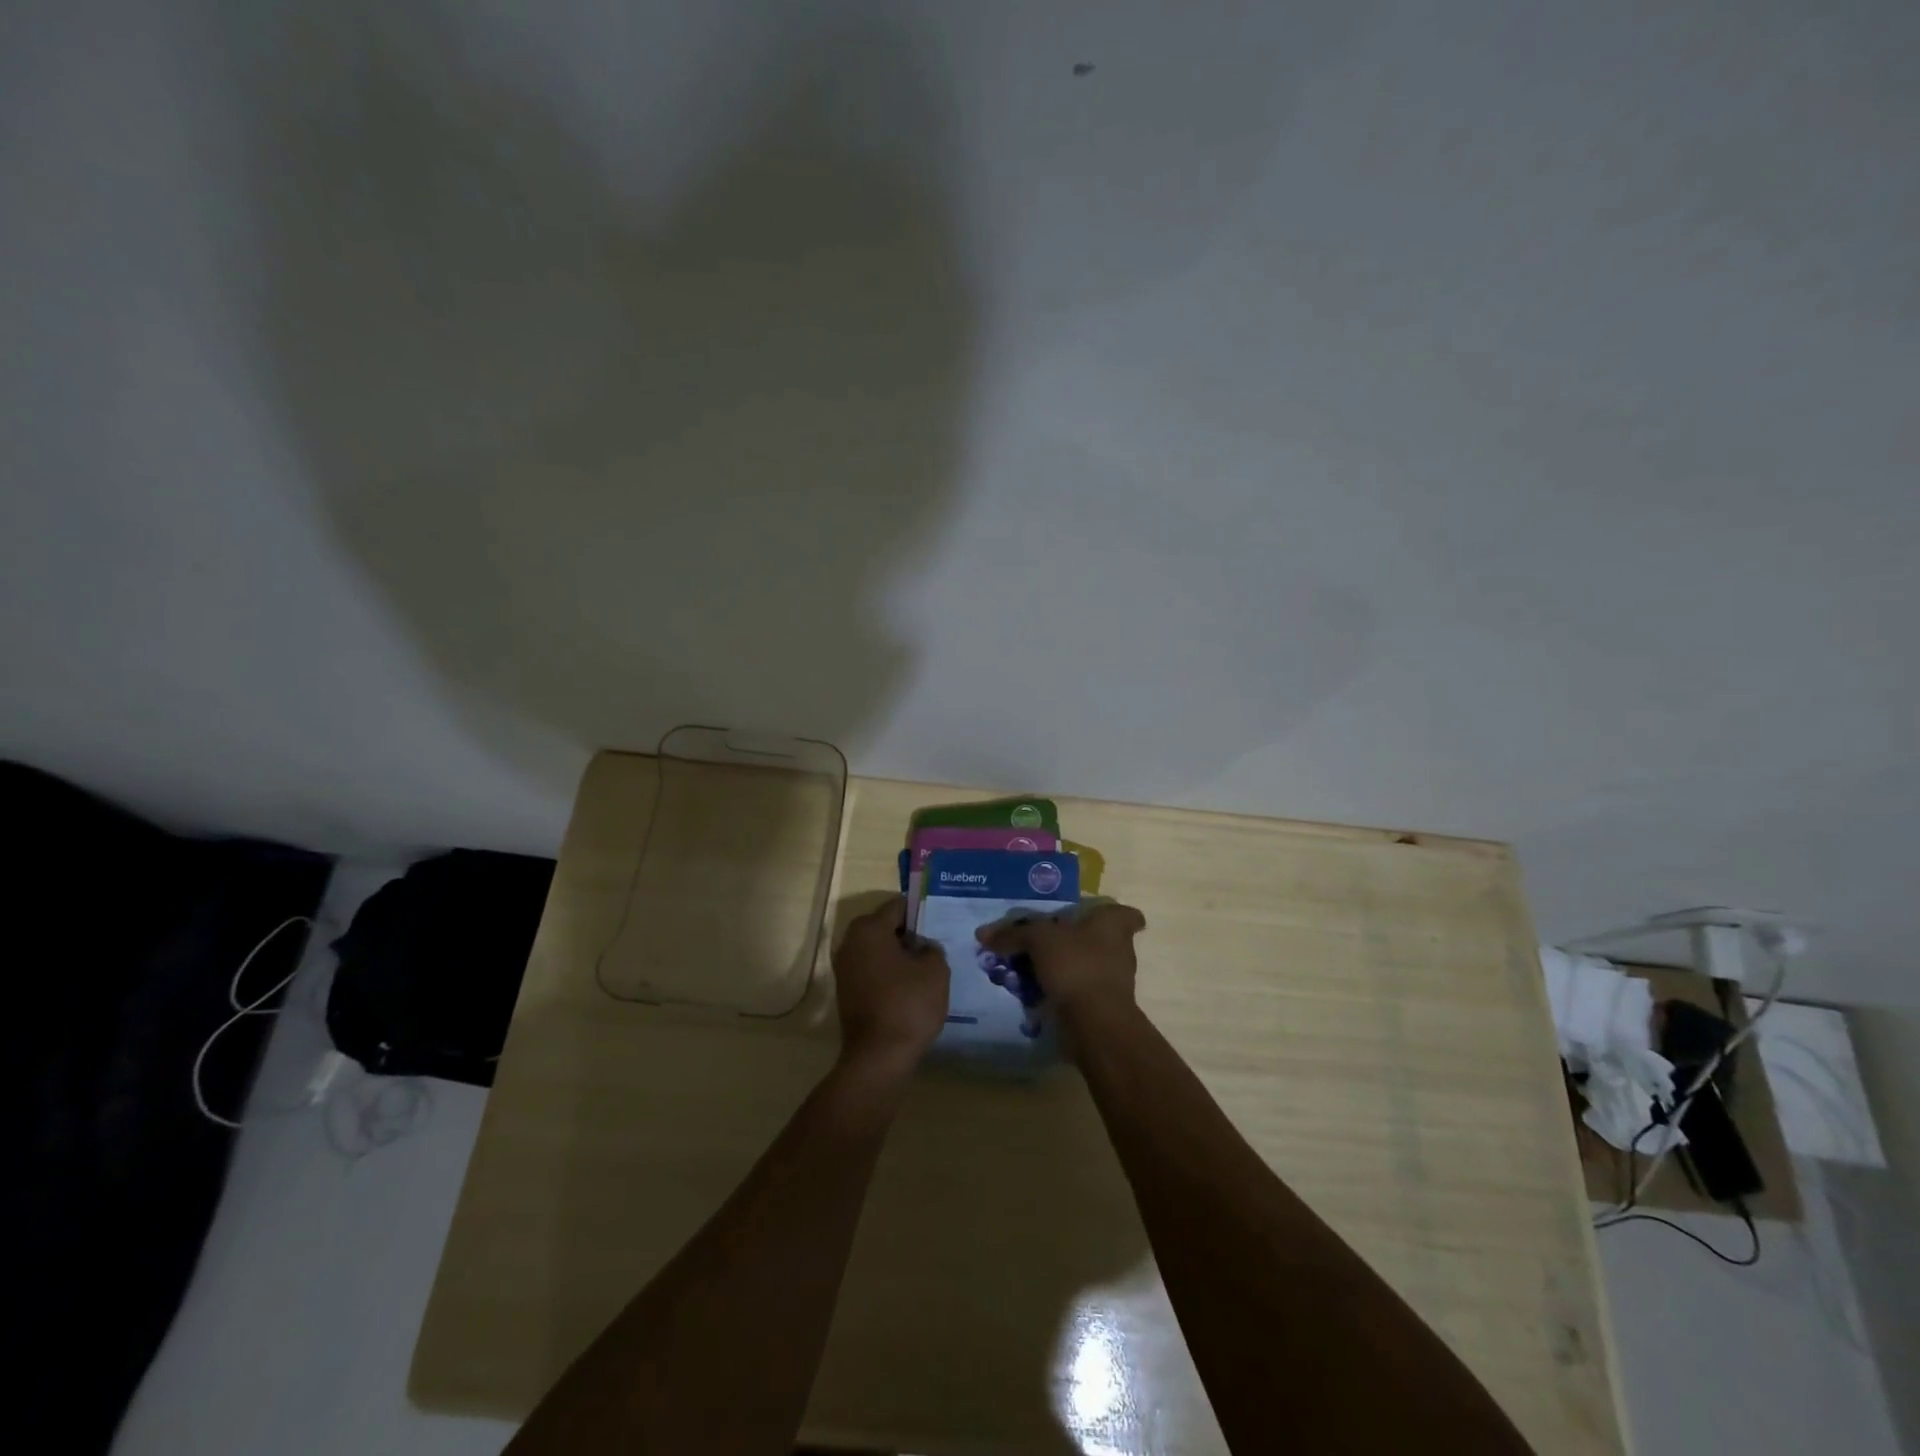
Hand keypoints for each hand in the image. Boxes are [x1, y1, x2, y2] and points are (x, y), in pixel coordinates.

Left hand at [832, 895, 949, 1073]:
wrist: (878, 1057)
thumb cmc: (908, 1004)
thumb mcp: (935, 970)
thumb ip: (932, 948)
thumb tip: (922, 947)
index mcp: (869, 929)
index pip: (898, 906)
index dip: (919, 911)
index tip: (938, 921)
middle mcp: (850, 942)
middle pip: (885, 927)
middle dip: (909, 934)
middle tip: (935, 944)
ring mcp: (844, 968)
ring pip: (878, 950)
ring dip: (898, 955)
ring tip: (926, 967)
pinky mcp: (846, 991)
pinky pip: (872, 970)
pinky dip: (889, 973)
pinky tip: (910, 986)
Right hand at [976, 901, 1146, 1028]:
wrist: (1094, 1023)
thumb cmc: (1076, 965)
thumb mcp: (1038, 940)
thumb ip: (1013, 934)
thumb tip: (983, 933)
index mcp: (1113, 925)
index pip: (1126, 913)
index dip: (1110, 912)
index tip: (1088, 914)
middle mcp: (1118, 950)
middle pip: (1094, 938)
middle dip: (1069, 940)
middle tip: (1038, 940)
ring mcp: (1111, 981)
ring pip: (1082, 966)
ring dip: (1058, 967)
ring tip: (1025, 967)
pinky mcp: (1099, 1006)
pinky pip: (1074, 990)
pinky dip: (1055, 990)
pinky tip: (1029, 992)